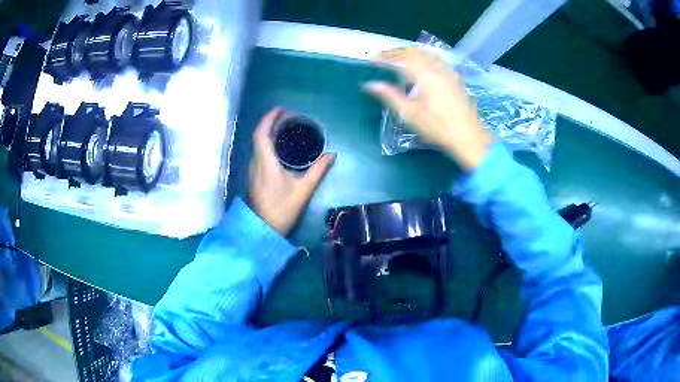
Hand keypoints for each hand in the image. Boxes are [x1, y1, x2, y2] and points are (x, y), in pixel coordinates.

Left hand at [249, 108, 335, 235]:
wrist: (264, 229)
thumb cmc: (283, 209)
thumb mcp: (304, 189)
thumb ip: (318, 170)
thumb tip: (332, 154)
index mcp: (265, 161)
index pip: (262, 133)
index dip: (269, 118)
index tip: (280, 109)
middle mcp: (256, 162)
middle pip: (259, 136)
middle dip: (270, 123)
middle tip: (287, 117)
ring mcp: (253, 170)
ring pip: (257, 144)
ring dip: (268, 133)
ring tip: (285, 128)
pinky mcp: (255, 177)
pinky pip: (259, 153)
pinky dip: (267, 143)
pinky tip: (279, 147)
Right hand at [364, 48, 491, 169]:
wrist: (468, 136)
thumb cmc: (438, 128)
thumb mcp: (410, 114)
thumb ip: (390, 96)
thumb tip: (370, 85)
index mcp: (424, 76)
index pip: (401, 59)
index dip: (386, 57)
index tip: (373, 58)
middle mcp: (436, 70)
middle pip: (414, 52)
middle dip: (398, 52)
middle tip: (385, 56)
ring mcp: (447, 73)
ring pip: (428, 54)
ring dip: (412, 52)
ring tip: (401, 57)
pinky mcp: (455, 79)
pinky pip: (438, 60)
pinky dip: (426, 57)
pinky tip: (424, 64)